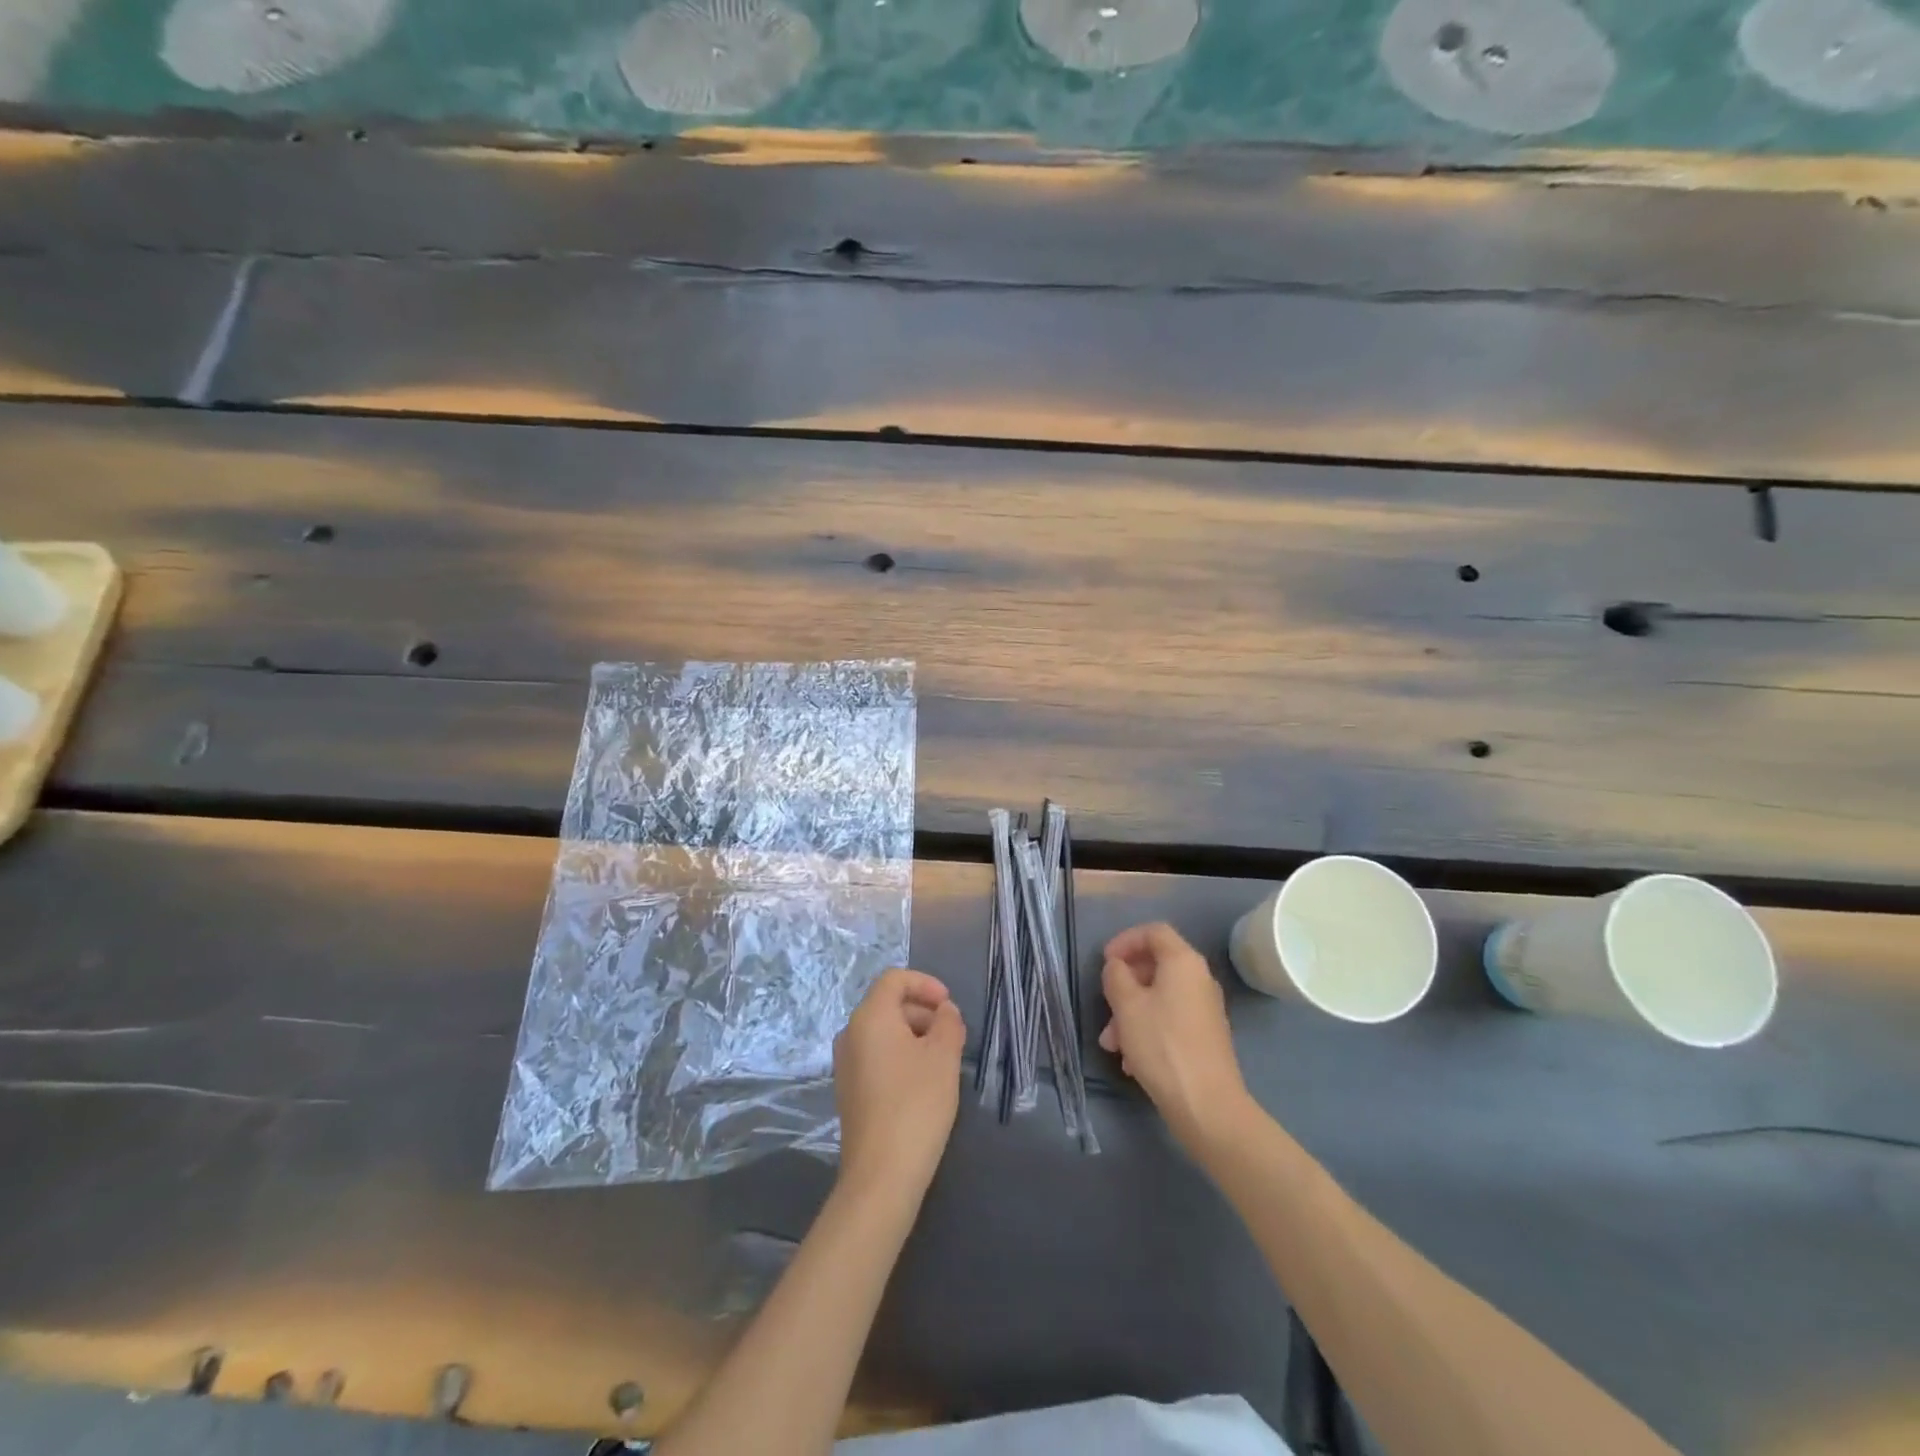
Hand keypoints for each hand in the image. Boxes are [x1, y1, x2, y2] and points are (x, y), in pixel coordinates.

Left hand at [834, 969, 964, 1205]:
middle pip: (888, 1004)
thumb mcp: (943, 1057)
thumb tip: (944, 1011)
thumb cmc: (916, 1104)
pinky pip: (876, 1055)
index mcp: (869, 1017)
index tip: (949, 1005)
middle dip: (922, 1011)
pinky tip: (923, 1082)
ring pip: (883, 1031)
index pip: (894, 979)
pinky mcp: (849, 1090)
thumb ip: (948, 1023)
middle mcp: (850, 1033)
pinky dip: (900, 1055)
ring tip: (943, 1059)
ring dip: (914, 1034)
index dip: (925, 984)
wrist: (881, 1174)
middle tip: (952, 1034)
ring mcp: (846, 1063)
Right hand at [1100, 922, 1253, 1152]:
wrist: (1207, 1105)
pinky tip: (1131, 1061)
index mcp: (1183, 962)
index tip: (1106, 961)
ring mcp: (1204, 1009)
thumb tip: (1118, 967)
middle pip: (1156, 966)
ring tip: (1111, 1043)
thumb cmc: (1162, 1045)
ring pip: (1159, 997)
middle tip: (1105, 1004)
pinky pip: (1169, 1020)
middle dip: (1125, 984)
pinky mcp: (1204, 1036)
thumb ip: (1116, 976)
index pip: (1154, 932)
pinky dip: (1147, 1030)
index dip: (1126, 940)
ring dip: (1130, 1013)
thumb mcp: (1127, 1005)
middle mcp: (1199, 979)